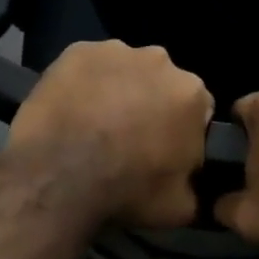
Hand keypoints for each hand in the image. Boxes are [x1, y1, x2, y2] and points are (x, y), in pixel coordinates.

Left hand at [6, 41, 212, 227]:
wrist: (60, 177)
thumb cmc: (128, 190)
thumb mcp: (181, 208)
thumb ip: (196, 187)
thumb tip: (194, 185)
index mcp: (193, 94)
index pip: (198, 111)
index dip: (182, 133)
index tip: (165, 153)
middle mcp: (160, 61)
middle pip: (161, 84)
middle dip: (152, 106)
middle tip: (129, 140)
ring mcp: (115, 51)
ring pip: (125, 72)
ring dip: (118, 92)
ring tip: (96, 126)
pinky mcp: (76, 51)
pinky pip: (88, 67)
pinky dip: (84, 84)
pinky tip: (72, 111)